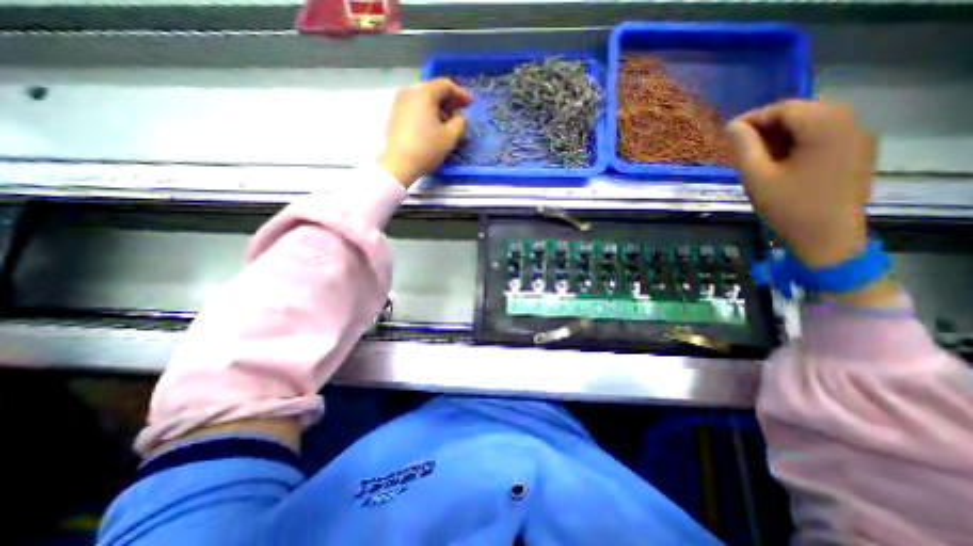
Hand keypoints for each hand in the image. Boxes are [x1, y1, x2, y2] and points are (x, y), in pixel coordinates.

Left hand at [377, 78, 472, 186]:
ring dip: (438, 108)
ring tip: (447, 123)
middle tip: (460, 114)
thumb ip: (460, 122)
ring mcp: (399, 103)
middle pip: (433, 90)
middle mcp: (409, 92)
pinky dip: (426, 113)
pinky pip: (415, 108)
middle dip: (449, 101)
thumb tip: (459, 116)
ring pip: (423, 100)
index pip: (445, 85)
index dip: (461, 93)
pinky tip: (432, 128)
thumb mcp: (450, 137)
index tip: (471, 104)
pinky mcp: (395, 115)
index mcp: (424, 93)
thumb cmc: (427, 148)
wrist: (399, 164)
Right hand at [724, 100, 900, 308]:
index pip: (785, 108)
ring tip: (754, 155)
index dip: (753, 118)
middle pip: (801, 112)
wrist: (827, 236)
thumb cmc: (788, 207)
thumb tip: (731, 126)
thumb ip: (743, 148)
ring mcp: (857, 137)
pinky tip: (778, 160)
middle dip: (766, 126)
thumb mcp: (756, 177)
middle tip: (739, 146)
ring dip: (780, 134)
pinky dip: (796, 142)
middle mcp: (849, 124)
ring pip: (811, 123)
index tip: (727, 134)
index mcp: (826, 127)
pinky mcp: (855, 152)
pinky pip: (822, 135)